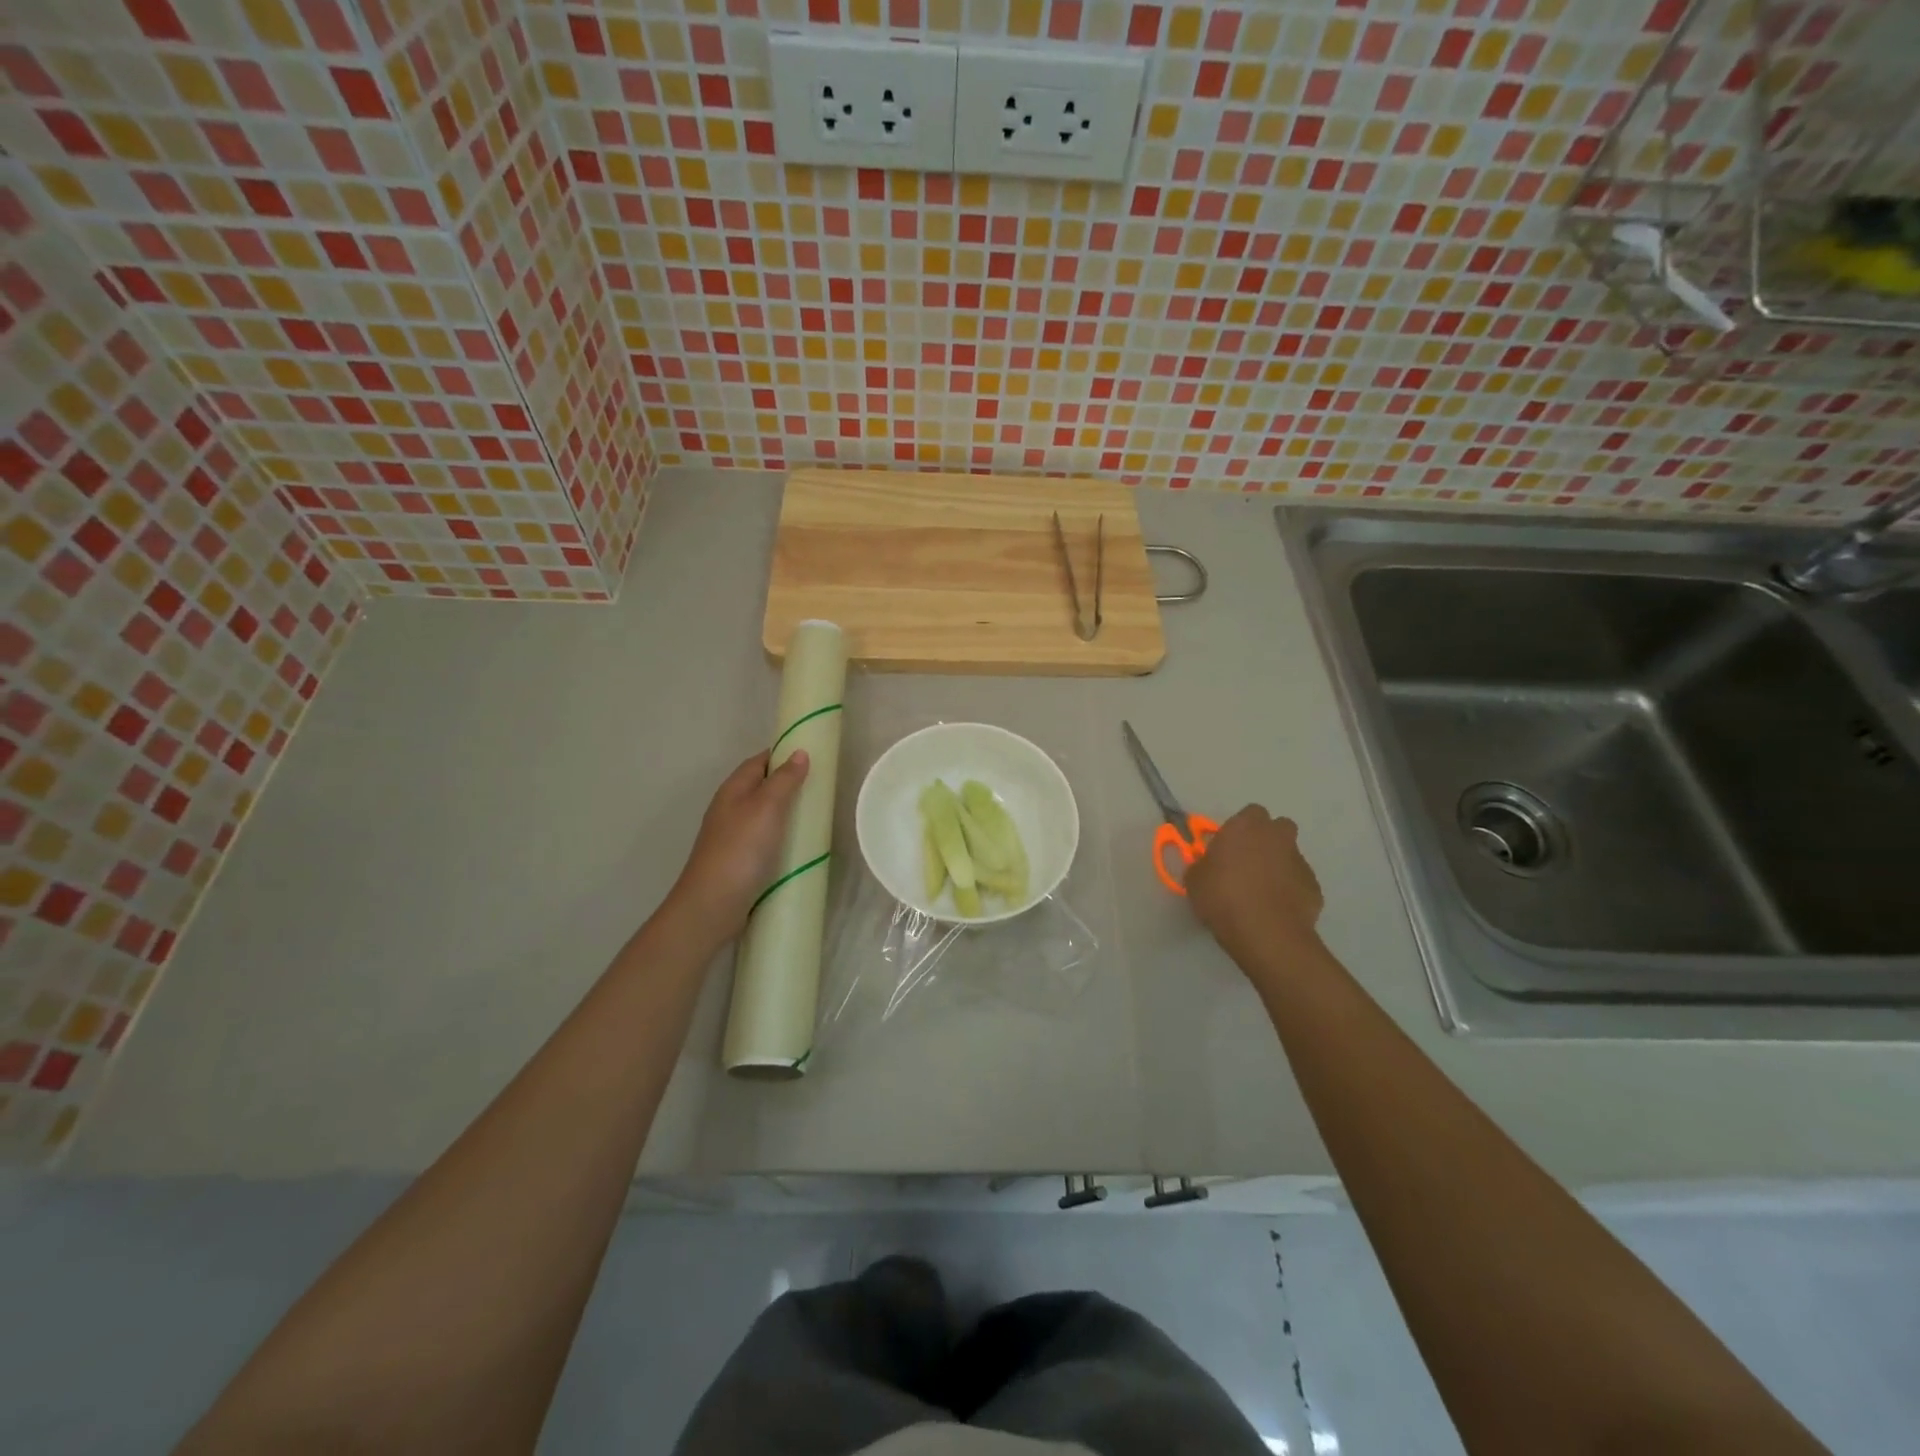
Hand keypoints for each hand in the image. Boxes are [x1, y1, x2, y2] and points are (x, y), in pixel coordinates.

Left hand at [667, 750, 810, 938]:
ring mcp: (732, 835)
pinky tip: (798, 846)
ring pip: (763, 814)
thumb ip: (784, 779)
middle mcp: (729, 808)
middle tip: (821, 788)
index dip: (783, 755)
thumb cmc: (740, 849)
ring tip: (816, 816)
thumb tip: (799, 752)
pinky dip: (781, 836)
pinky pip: (764, 838)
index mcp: (733, 789)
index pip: (759, 761)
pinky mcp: (739, 860)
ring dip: (786, 812)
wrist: (712, 905)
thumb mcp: (766, 807)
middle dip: (788, 784)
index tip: (813, 757)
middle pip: (761, 787)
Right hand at [1184, 805, 1324, 971]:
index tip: (1230, 847)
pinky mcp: (1314, 886)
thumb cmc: (1223, 897)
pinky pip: (1299, 882)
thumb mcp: (1195, 880)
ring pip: (1290, 855)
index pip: (1250, 813)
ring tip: (1262, 892)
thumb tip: (1207, 866)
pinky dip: (1290, 890)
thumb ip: (1202, 865)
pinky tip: (1276, 909)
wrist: (1266, 933)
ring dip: (1278, 866)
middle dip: (1267, 840)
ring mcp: (1299, 860)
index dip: (1241, 829)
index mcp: (1245, 826)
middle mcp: (1276, 836)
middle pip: (1278, 827)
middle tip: (1249, 862)